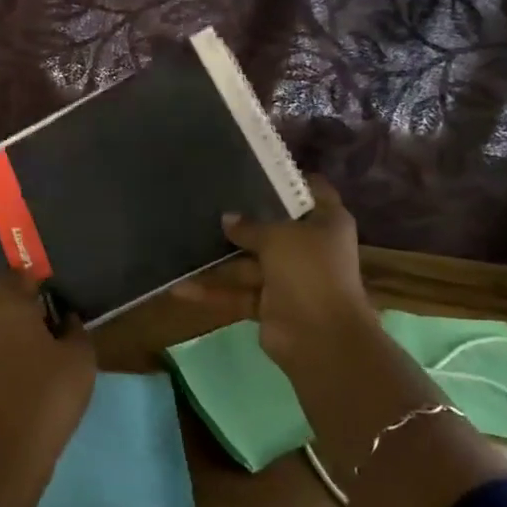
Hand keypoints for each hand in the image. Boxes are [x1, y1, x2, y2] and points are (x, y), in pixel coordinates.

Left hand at [0, 270, 97, 466]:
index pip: (9, 276)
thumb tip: (67, 316)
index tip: (40, 283)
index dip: (24, 276)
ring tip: (13, 331)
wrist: (4, 451)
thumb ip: (75, 331)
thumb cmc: (48, 396)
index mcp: (10, 309)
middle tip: (19, 300)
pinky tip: (4, 362)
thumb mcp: (80, 361)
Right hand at [175, 175, 376, 370]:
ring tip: (182, 244)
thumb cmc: (310, 271)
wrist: (321, 338)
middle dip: (242, 220)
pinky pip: (238, 293)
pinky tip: (180, 288)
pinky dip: (213, 292)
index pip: (311, 191)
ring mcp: (289, 278)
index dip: (287, 180)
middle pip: (273, 227)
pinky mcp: (270, 305)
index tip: (254, 168)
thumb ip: (250, 226)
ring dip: (218, 261)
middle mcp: (310, 247)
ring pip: (249, 263)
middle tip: (206, 202)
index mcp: (326, 223)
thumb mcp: (279, 237)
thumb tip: (227, 218)